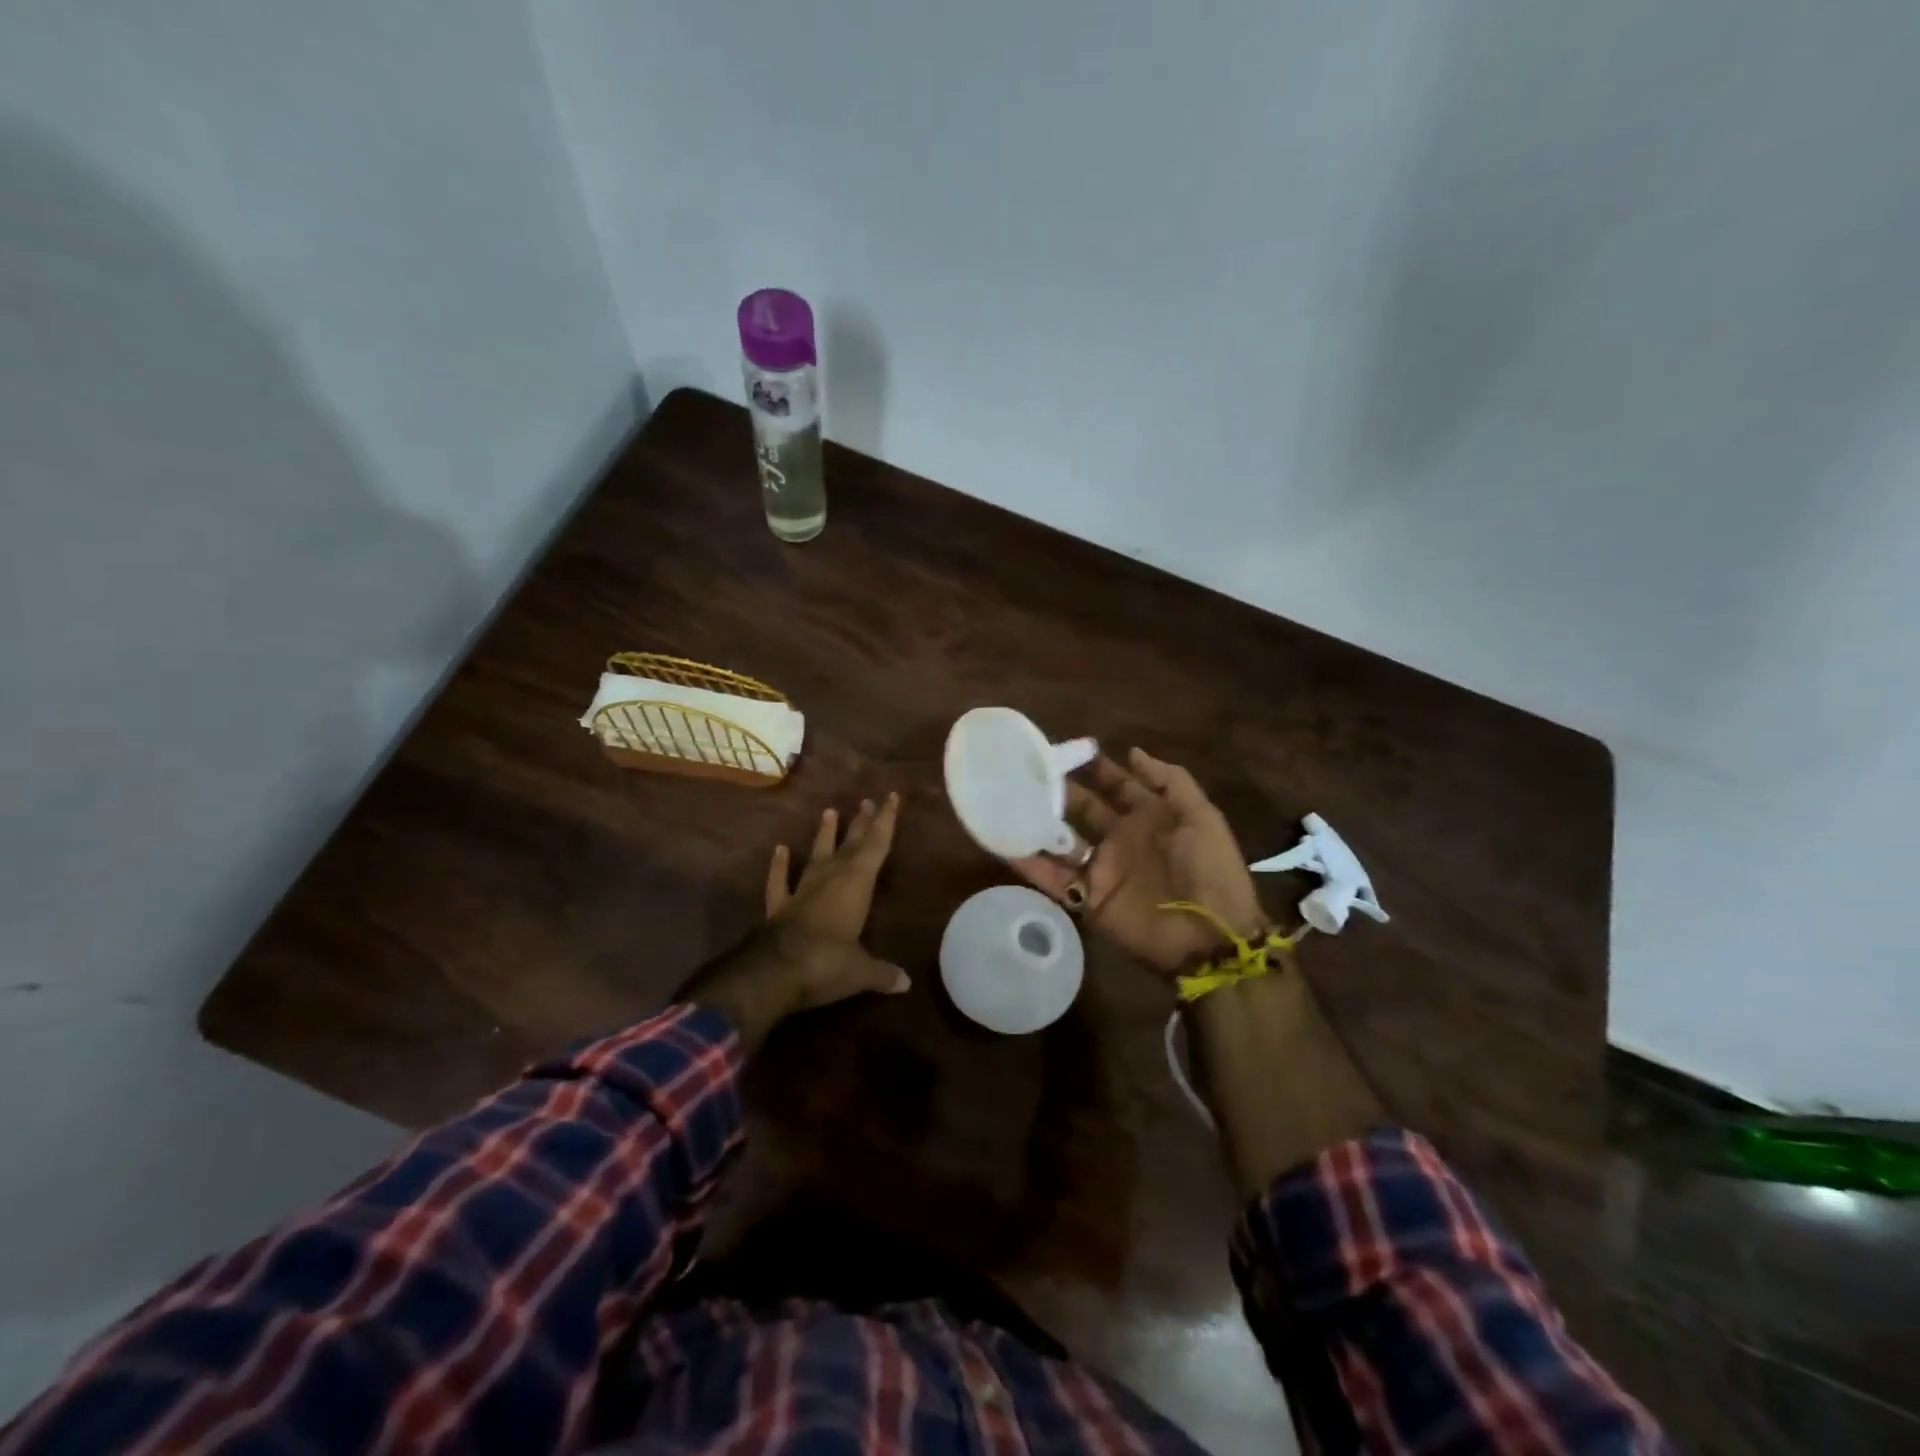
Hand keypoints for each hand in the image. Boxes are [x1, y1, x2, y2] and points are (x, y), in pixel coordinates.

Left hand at [763, 793, 910, 1007]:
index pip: (876, 846)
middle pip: (849, 845)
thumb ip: (883, 973)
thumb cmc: (827, 964)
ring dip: (824, 835)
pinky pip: (780, 881)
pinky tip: (780, 849)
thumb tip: (906, 984)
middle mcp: (830, 879)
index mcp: (856, 885)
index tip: (891, 796)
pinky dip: (780, 865)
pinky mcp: (779, 907)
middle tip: (867, 801)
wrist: (773, 973)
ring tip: (830, 811)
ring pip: (817, 856)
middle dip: (860, 824)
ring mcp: (802, 891)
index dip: (886, 821)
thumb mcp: (861, 972)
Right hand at [1011, 749, 1266, 973]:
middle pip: (1085, 809)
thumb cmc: (1210, 870)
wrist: (1209, 937)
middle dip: (1060, 791)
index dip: (1098, 769)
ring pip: (1063, 841)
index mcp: (1150, 818)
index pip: (1118, 786)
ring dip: (1039, 823)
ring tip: (1008, 800)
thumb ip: (1170, 781)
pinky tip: (1005, 844)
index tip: (1069, 750)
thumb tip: (1132, 751)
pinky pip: (1054, 879)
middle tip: (1028, 771)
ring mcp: (1103, 870)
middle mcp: (1121, 840)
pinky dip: (1030, 865)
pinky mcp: (1088, 900)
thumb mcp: (1201, 817)